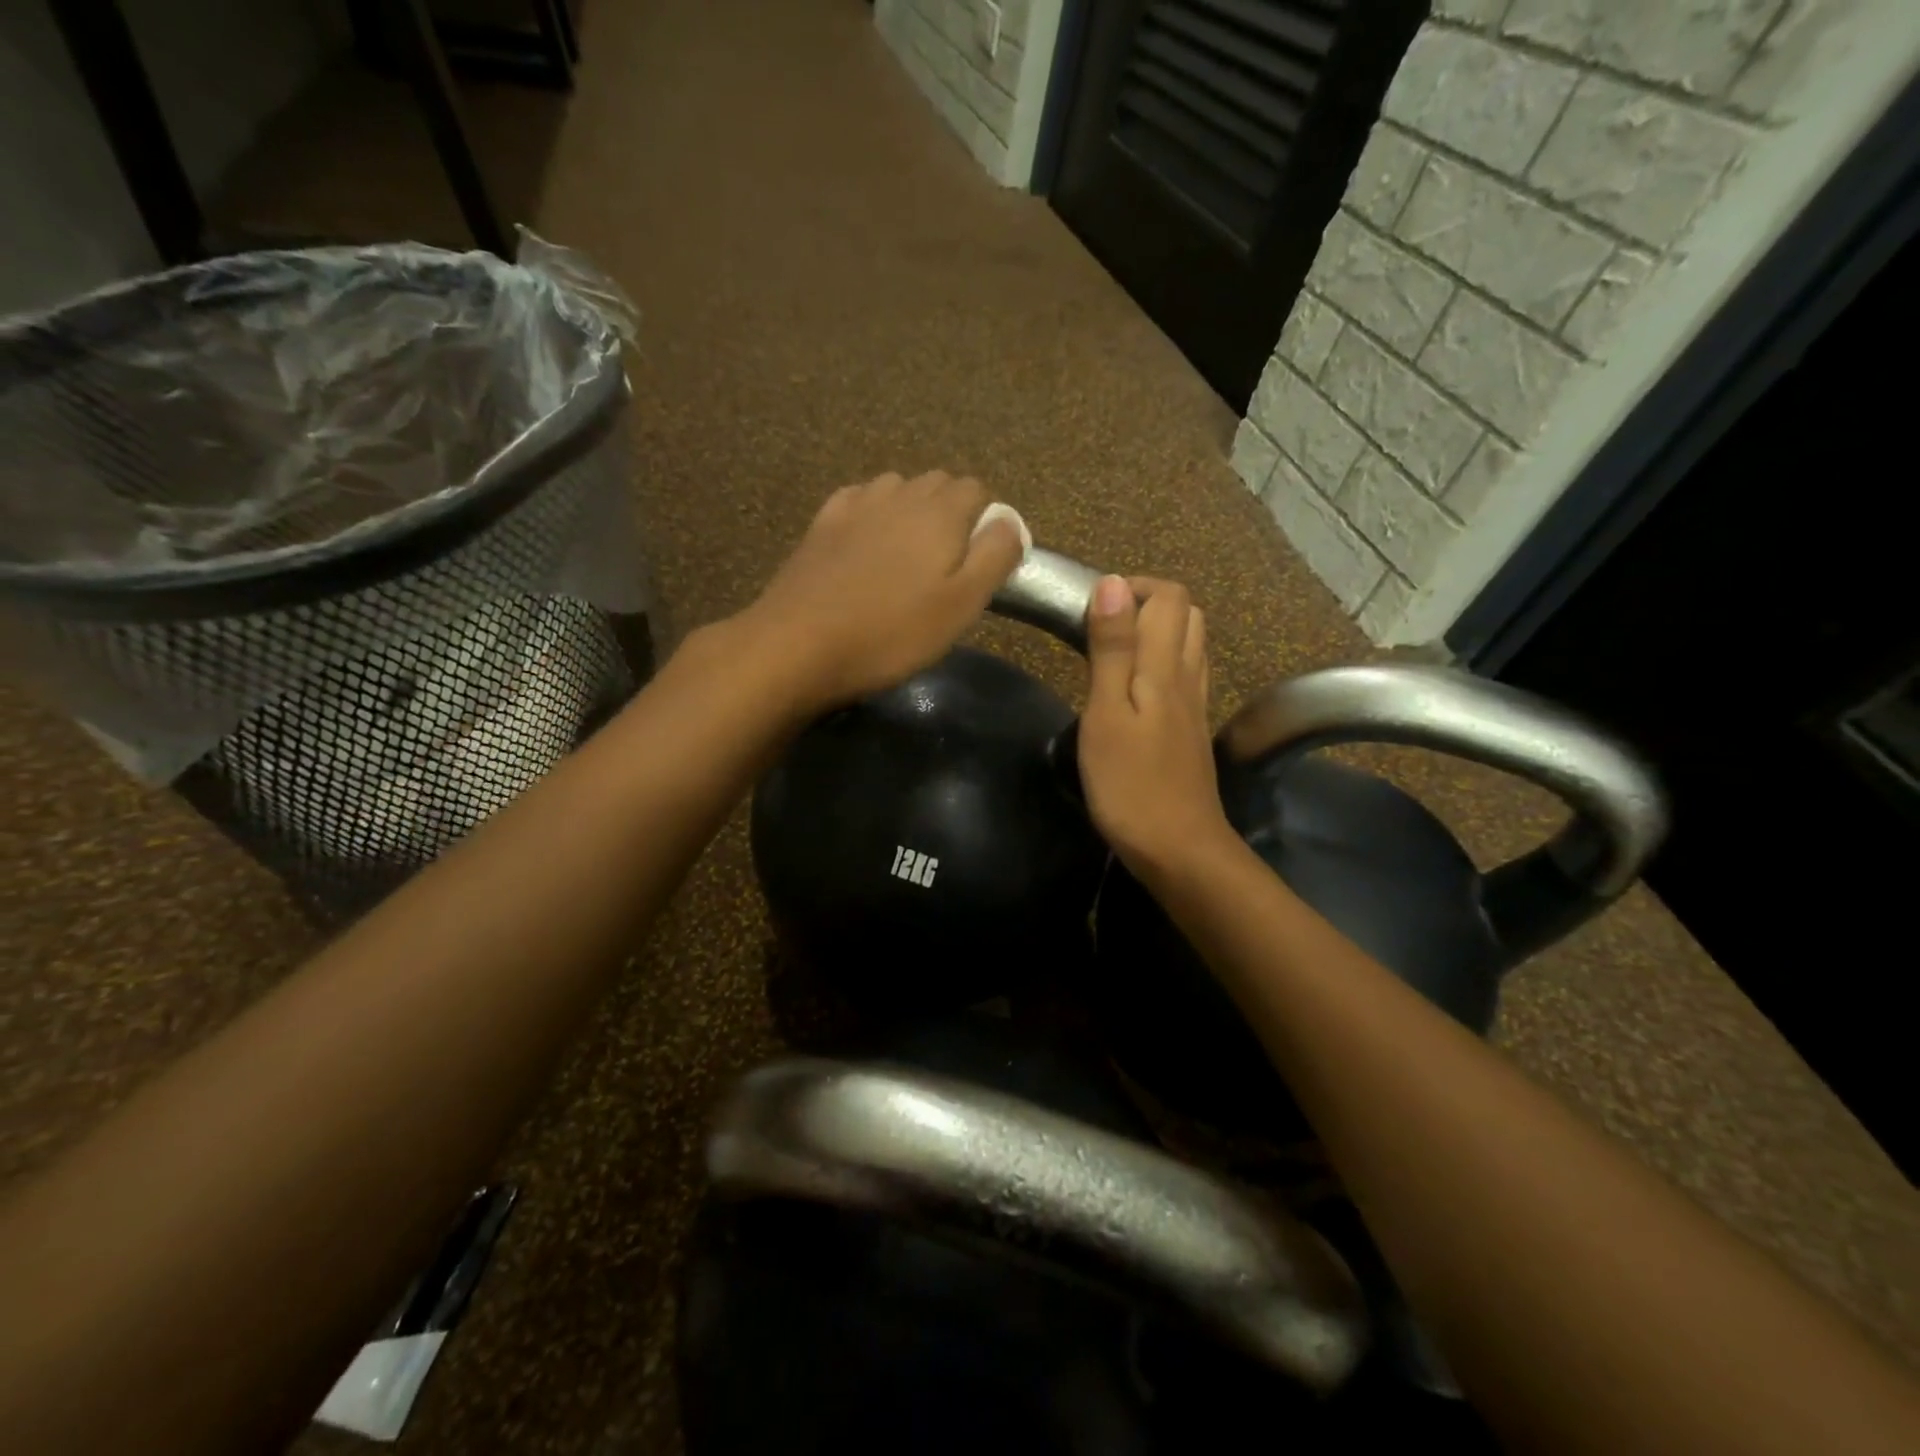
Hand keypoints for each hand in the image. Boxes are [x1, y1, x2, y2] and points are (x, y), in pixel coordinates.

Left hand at [735, 471, 1025, 712]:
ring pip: (897, 489)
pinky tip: (866, 546)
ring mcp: (856, 504)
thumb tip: (1010, 522)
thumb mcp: (962, 605)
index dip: (985, 523)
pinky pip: (859, 501)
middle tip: (945, 568)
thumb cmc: (891, 633)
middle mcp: (900, 494)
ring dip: (911, 512)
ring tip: (906, 559)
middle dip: (951, 515)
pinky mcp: (821, 524)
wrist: (799, 645)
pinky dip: (872, 515)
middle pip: (938, 484)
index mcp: (940, 511)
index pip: (977, 491)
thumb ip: (995, 556)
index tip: (978, 565)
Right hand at [1078, 576, 1236, 878]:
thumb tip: (1114, 584)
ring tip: (1115, 651)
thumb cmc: (1130, 784)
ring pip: (1191, 644)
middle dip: (1147, 603)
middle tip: (1102, 626)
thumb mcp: (1107, 713)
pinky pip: (1187, 676)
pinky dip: (1164, 662)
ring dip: (1158, 631)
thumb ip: (1112, 649)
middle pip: (1188, 615)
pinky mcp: (1192, 731)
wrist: (1178, 848)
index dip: (1134, 588)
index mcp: (1165, 667)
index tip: (1093, 608)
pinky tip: (1137, 687)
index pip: (1169, 597)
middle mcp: (1189, 677)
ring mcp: (1196, 705)